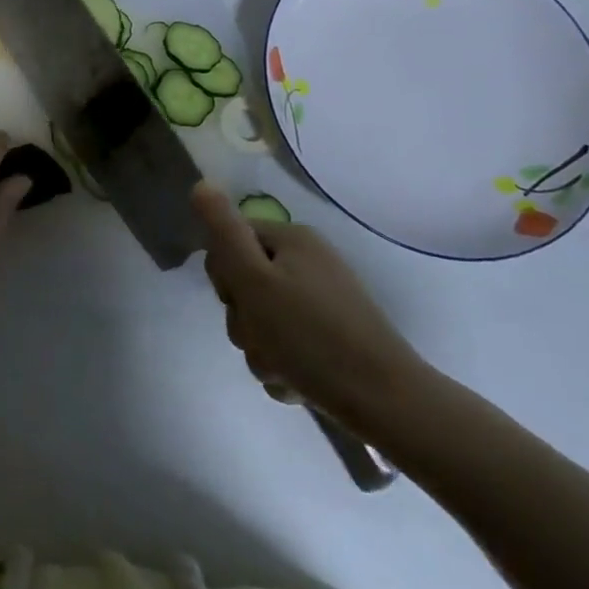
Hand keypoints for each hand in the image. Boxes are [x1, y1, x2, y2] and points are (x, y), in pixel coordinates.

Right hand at [194, 182, 428, 432]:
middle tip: (260, 337)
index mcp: (292, 240)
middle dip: (243, 318)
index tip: (237, 301)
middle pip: (245, 282)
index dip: (224, 275)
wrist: (388, 403)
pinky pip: (288, 343)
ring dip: (261, 347)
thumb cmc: (310, 337)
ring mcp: (323, 300)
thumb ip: (223, 232)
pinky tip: (297, 382)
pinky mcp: (334, 336)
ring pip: (263, 318)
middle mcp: (308, 261)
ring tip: (282, 368)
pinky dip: (285, 363)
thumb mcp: (253, 280)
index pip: (230, 241)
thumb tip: (201, 184)